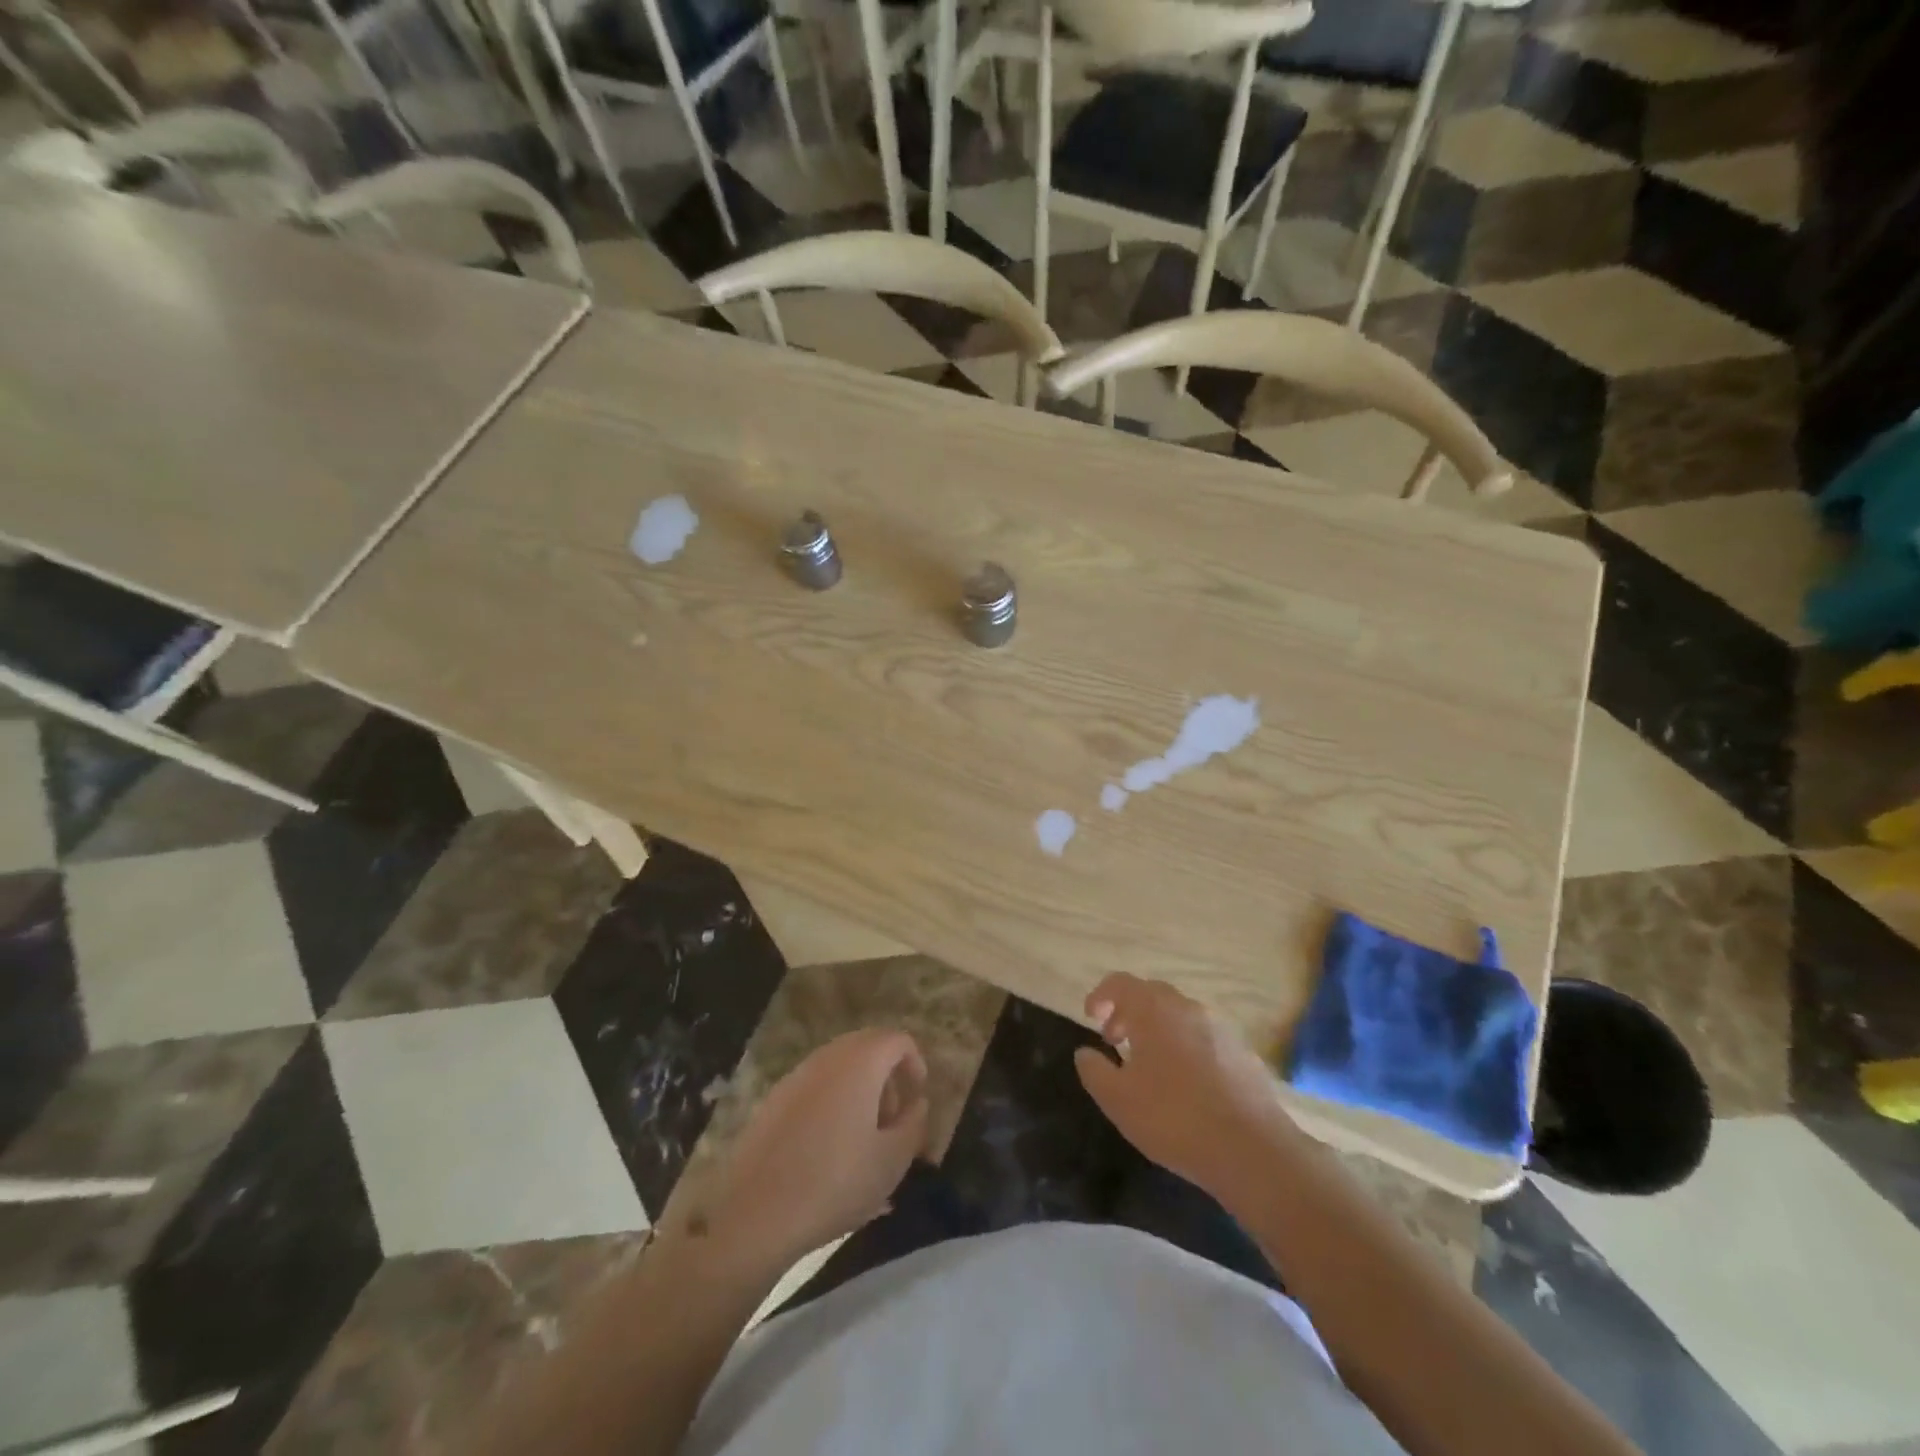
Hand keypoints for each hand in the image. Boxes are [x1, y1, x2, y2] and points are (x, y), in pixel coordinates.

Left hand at [697, 1029, 929, 1267]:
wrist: (756, 1214)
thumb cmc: (836, 1182)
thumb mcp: (892, 1160)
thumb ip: (914, 1123)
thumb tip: (917, 1103)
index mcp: (860, 1062)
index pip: (897, 1040)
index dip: (915, 1064)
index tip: (917, 1101)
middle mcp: (827, 1057)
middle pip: (867, 1048)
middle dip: (887, 1078)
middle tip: (893, 1121)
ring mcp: (796, 1077)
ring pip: (839, 1068)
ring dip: (860, 1092)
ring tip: (864, 1141)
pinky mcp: (773, 1101)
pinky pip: (815, 1088)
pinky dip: (833, 1104)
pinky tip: (830, 1152)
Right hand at [1074, 974, 1291, 1195]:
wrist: (1252, 1149)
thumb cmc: (1174, 1118)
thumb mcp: (1118, 1100)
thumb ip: (1094, 1071)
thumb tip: (1085, 1052)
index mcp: (1154, 1010)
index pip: (1120, 983)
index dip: (1101, 996)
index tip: (1091, 1019)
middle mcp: (1187, 1008)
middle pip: (1151, 995)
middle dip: (1128, 1012)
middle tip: (1114, 1041)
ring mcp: (1220, 1028)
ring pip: (1179, 1016)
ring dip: (1157, 1030)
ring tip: (1148, 1065)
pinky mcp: (1243, 1053)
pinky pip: (1203, 1038)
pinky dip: (1185, 1047)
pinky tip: (1185, 1084)